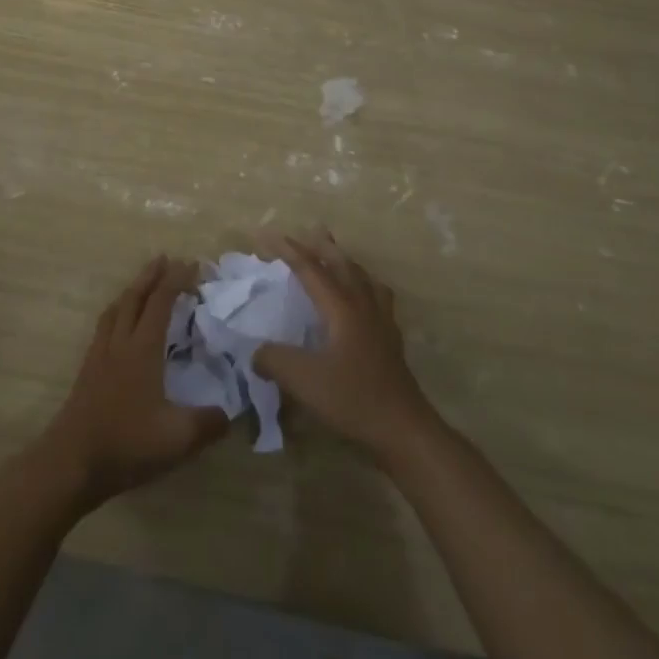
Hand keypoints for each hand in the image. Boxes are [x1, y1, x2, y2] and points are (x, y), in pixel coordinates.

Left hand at [41, 257, 228, 509]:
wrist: (70, 464)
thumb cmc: (126, 444)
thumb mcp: (177, 439)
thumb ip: (208, 423)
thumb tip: (232, 413)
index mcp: (143, 349)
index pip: (161, 302)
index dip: (176, 280)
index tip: (192, 265)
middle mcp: (120, 343)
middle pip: (134, 297)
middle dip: (151, 275)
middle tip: (166, 259)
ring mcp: (99, 356)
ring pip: (116, 309)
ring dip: (132, 290)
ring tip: (143, 284)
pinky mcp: (87, 372)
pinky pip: (104, 327)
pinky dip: (117, 313)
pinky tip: (119, 326)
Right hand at [253, 233, 437, 460]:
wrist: (403, 428)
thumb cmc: (353, 399)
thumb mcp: (304, 381)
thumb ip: (274, 360)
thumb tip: (255, 351)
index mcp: (341, 307)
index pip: (310, 268)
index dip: (287, 249)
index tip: (264, 234)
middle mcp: (363, 305)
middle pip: (342, 264)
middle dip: (323, 245)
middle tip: (310, 230)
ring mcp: (382, 320)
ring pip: (363, 277)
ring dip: (346, 261)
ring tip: (337, 255)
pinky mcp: (391, 339)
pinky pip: (377, 296)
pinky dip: (365, 285)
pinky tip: (365, 297)